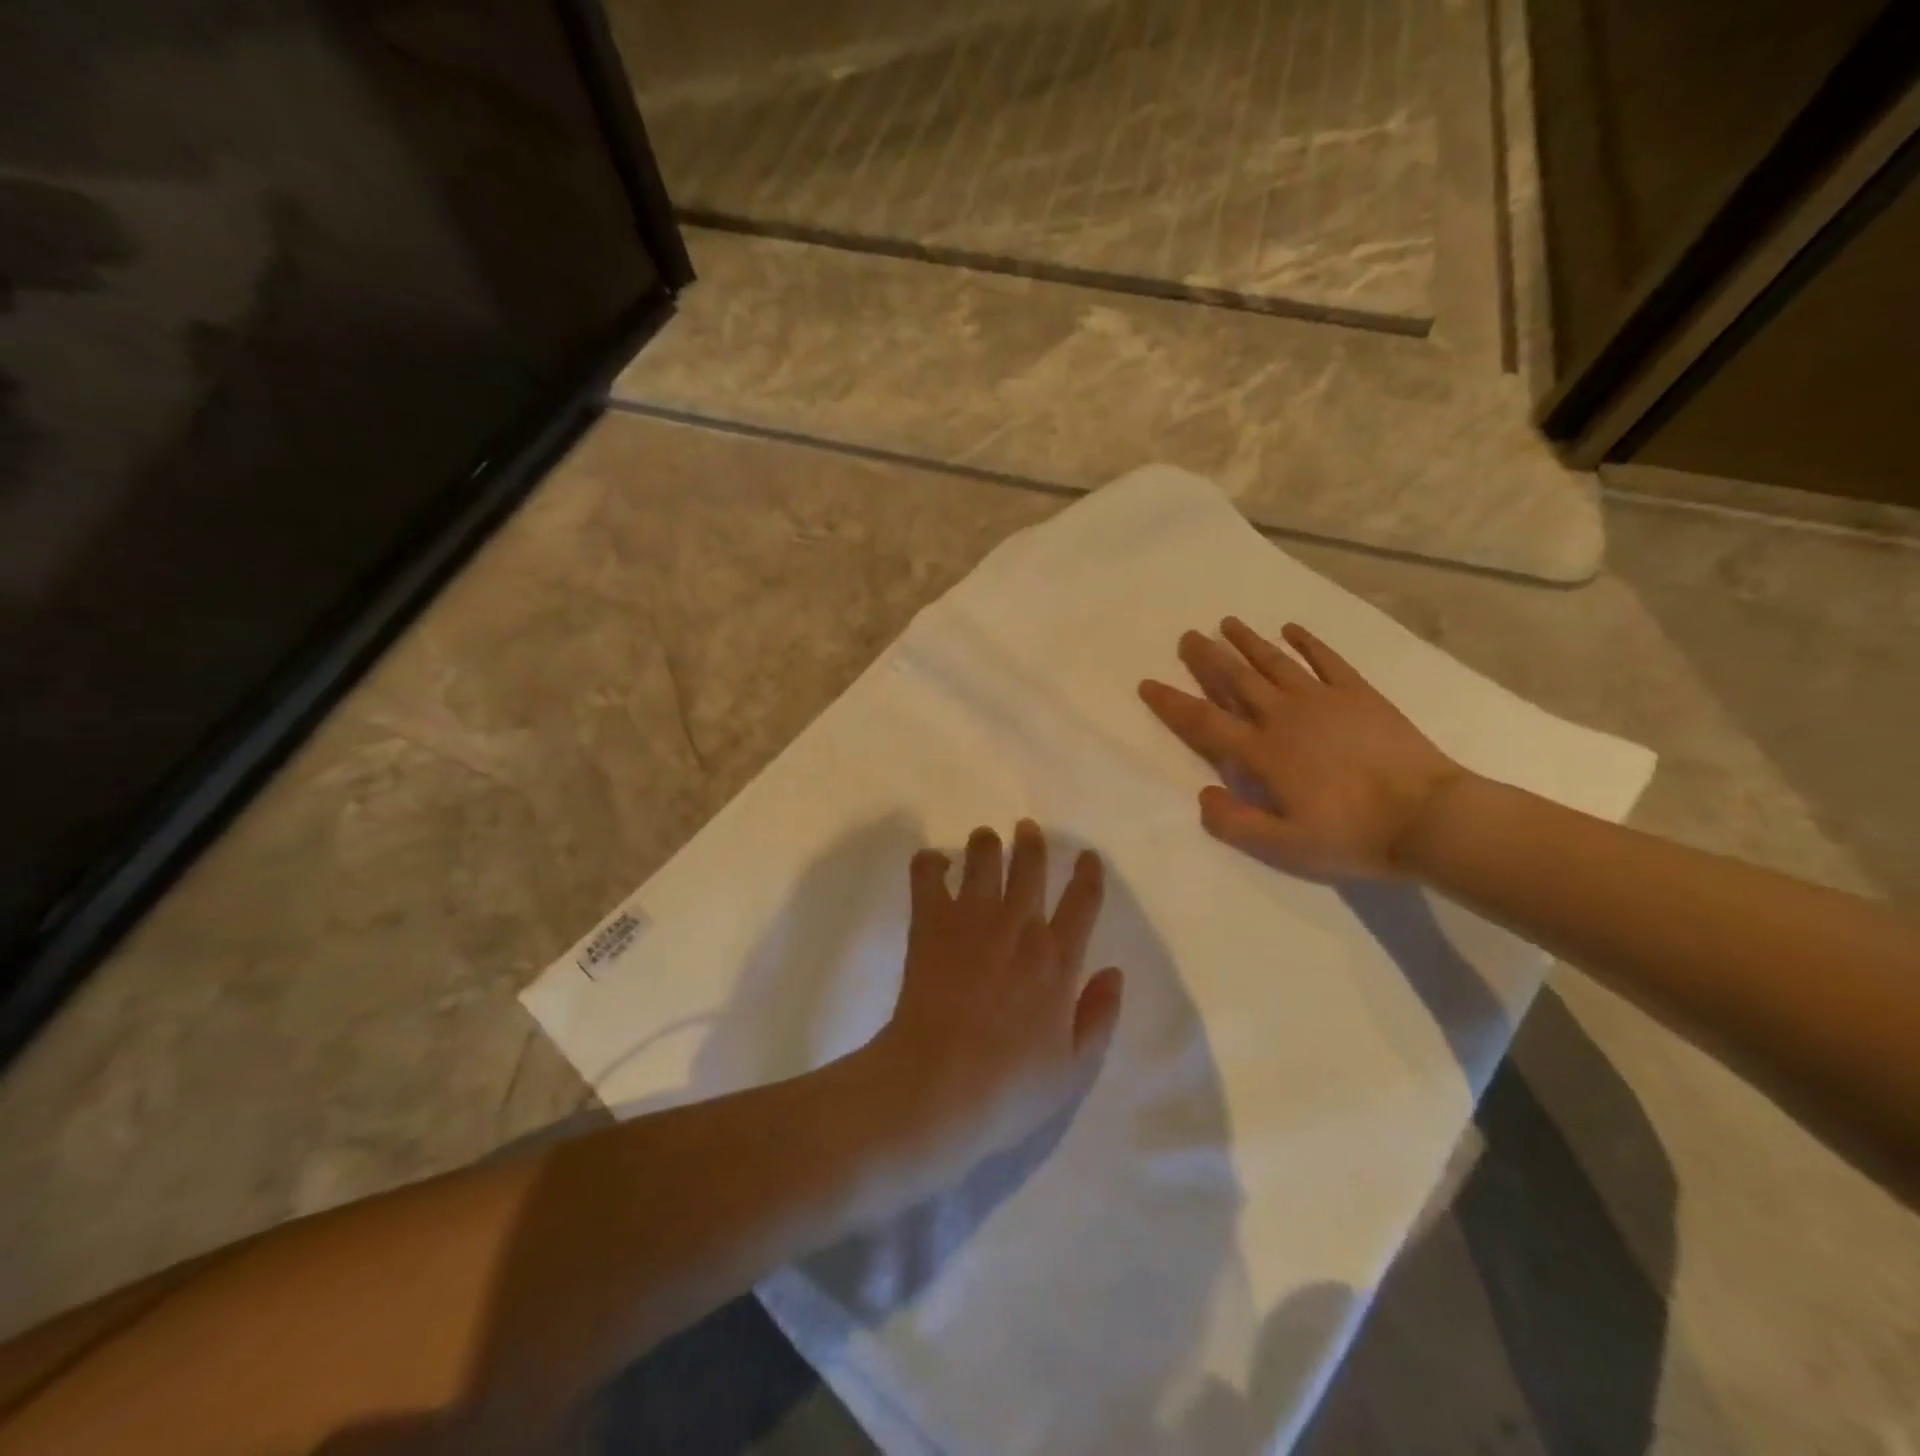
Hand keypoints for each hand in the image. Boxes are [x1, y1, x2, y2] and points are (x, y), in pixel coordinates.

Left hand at [866, 822, 1124, 1174]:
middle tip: (1026, 828)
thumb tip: (1115, 972)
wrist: (940, 1085)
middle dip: (1032, 842)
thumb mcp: (1074, 1067)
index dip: (1088, 873)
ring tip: (984, 838)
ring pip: (984, 861)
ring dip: (986, 844)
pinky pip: (928, 877)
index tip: (1088, 856)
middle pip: (1031, 867)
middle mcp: (1019, 927)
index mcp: (1058, 960)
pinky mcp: (931, 923)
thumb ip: (1100, 1016)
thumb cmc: (1011, 1086)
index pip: (1083, 901)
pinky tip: (934, 862)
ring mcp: (973, 920)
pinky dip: (930, 863)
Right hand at [1139, 618, 1467, 881]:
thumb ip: (1236, 822)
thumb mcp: (1284, 846)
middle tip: (1188, 636)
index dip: (1172, 703)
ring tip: (1227, 623)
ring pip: (1275, 662)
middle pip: (1236, 680)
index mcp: (1262, 753)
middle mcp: (1284, 717)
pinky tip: (1291, 628)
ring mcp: (1323, 700)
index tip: (1148, 683)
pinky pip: (1326, 660)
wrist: (1428, 817)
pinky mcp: (1359, 694)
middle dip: (1207, 657)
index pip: (1204, 722)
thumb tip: (1202, 794)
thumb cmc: (1352, 834)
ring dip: (1248, 641)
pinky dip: (1307, 642)